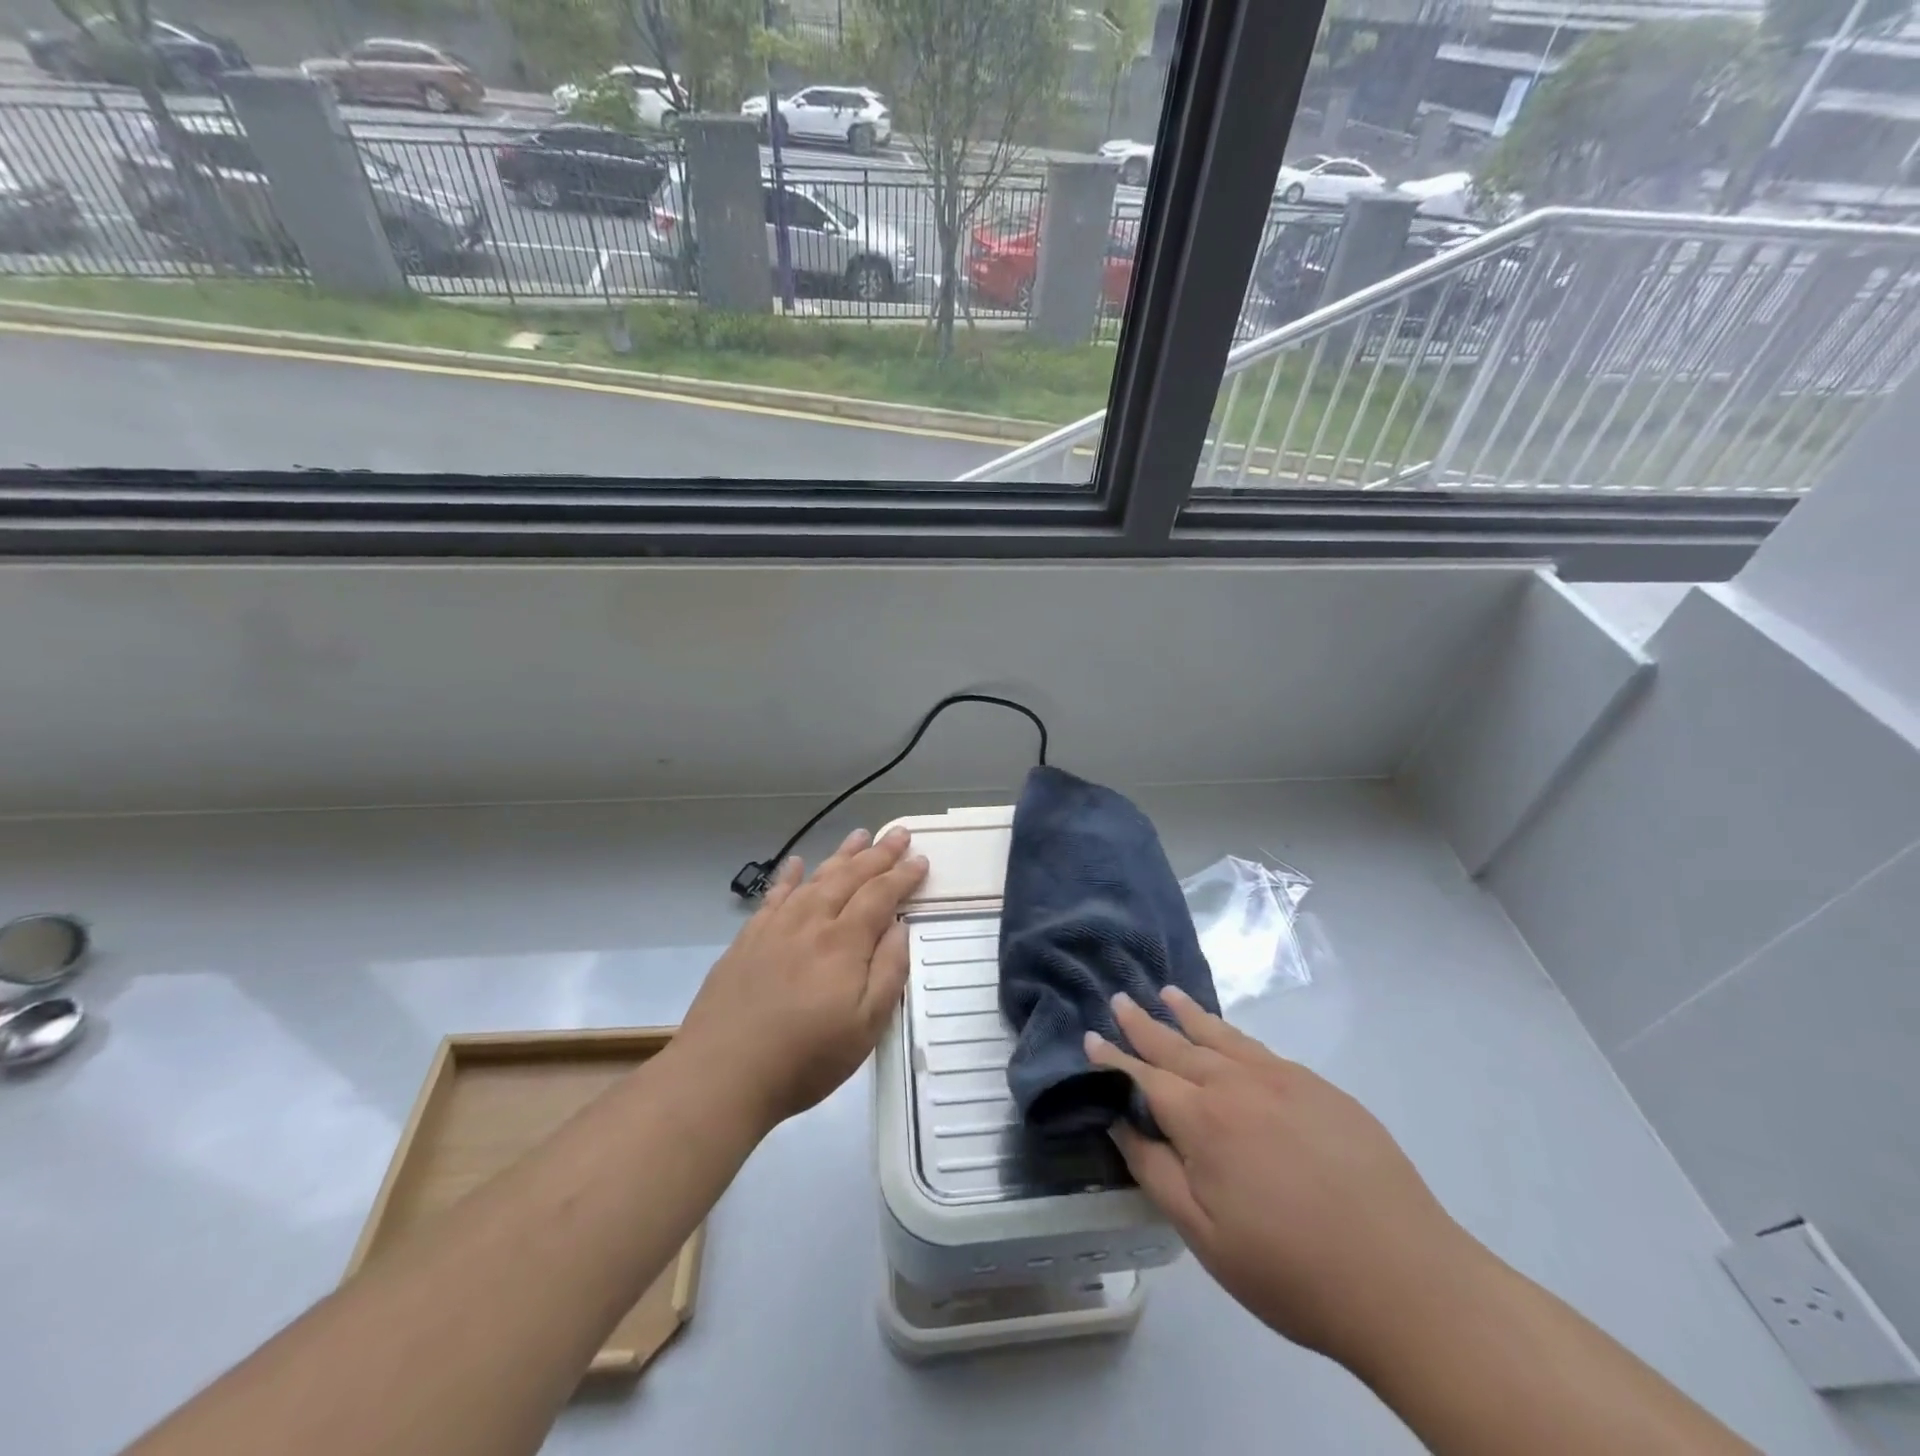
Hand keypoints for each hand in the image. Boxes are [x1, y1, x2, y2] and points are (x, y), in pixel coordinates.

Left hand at [679, 827, 927, 1129]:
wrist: (722, 1073)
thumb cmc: (805, 1057)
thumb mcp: (866, 1026)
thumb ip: (889, 972)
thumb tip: (900, 927)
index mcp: (844, 942)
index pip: (880, 896)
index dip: (902, 876)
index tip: (921, 860)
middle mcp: (811, 923)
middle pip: (849, 877)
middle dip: (878, 854)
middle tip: (898, 833)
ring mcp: (775, 928)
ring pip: (814, 879)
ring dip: (840, 855)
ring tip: (859, 835)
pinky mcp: (747, 940)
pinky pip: (773, 896)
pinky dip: (788, 876)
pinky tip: (795, 863)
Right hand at [1087, 987, 1475, 1370]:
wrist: (1407, 1280)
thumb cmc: (1293, 1270)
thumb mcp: (1206, 1238)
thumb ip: (1157, 1173)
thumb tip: (1120, 1125)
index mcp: (1204, 1121)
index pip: (1144, 1078)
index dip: (1114, 1058)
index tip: (1090, 1036)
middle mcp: (1238, 1085)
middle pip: (1179, 1046)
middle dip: (1144, 1023)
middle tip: (1119, 998)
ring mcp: (1284, 1081)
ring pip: (1222, 1036)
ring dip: (1189, 1014)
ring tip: (1167, 992)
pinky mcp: (1321, 1089)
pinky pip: (1261, 1049)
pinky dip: (1233, 1034)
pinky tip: (1229, 1036)